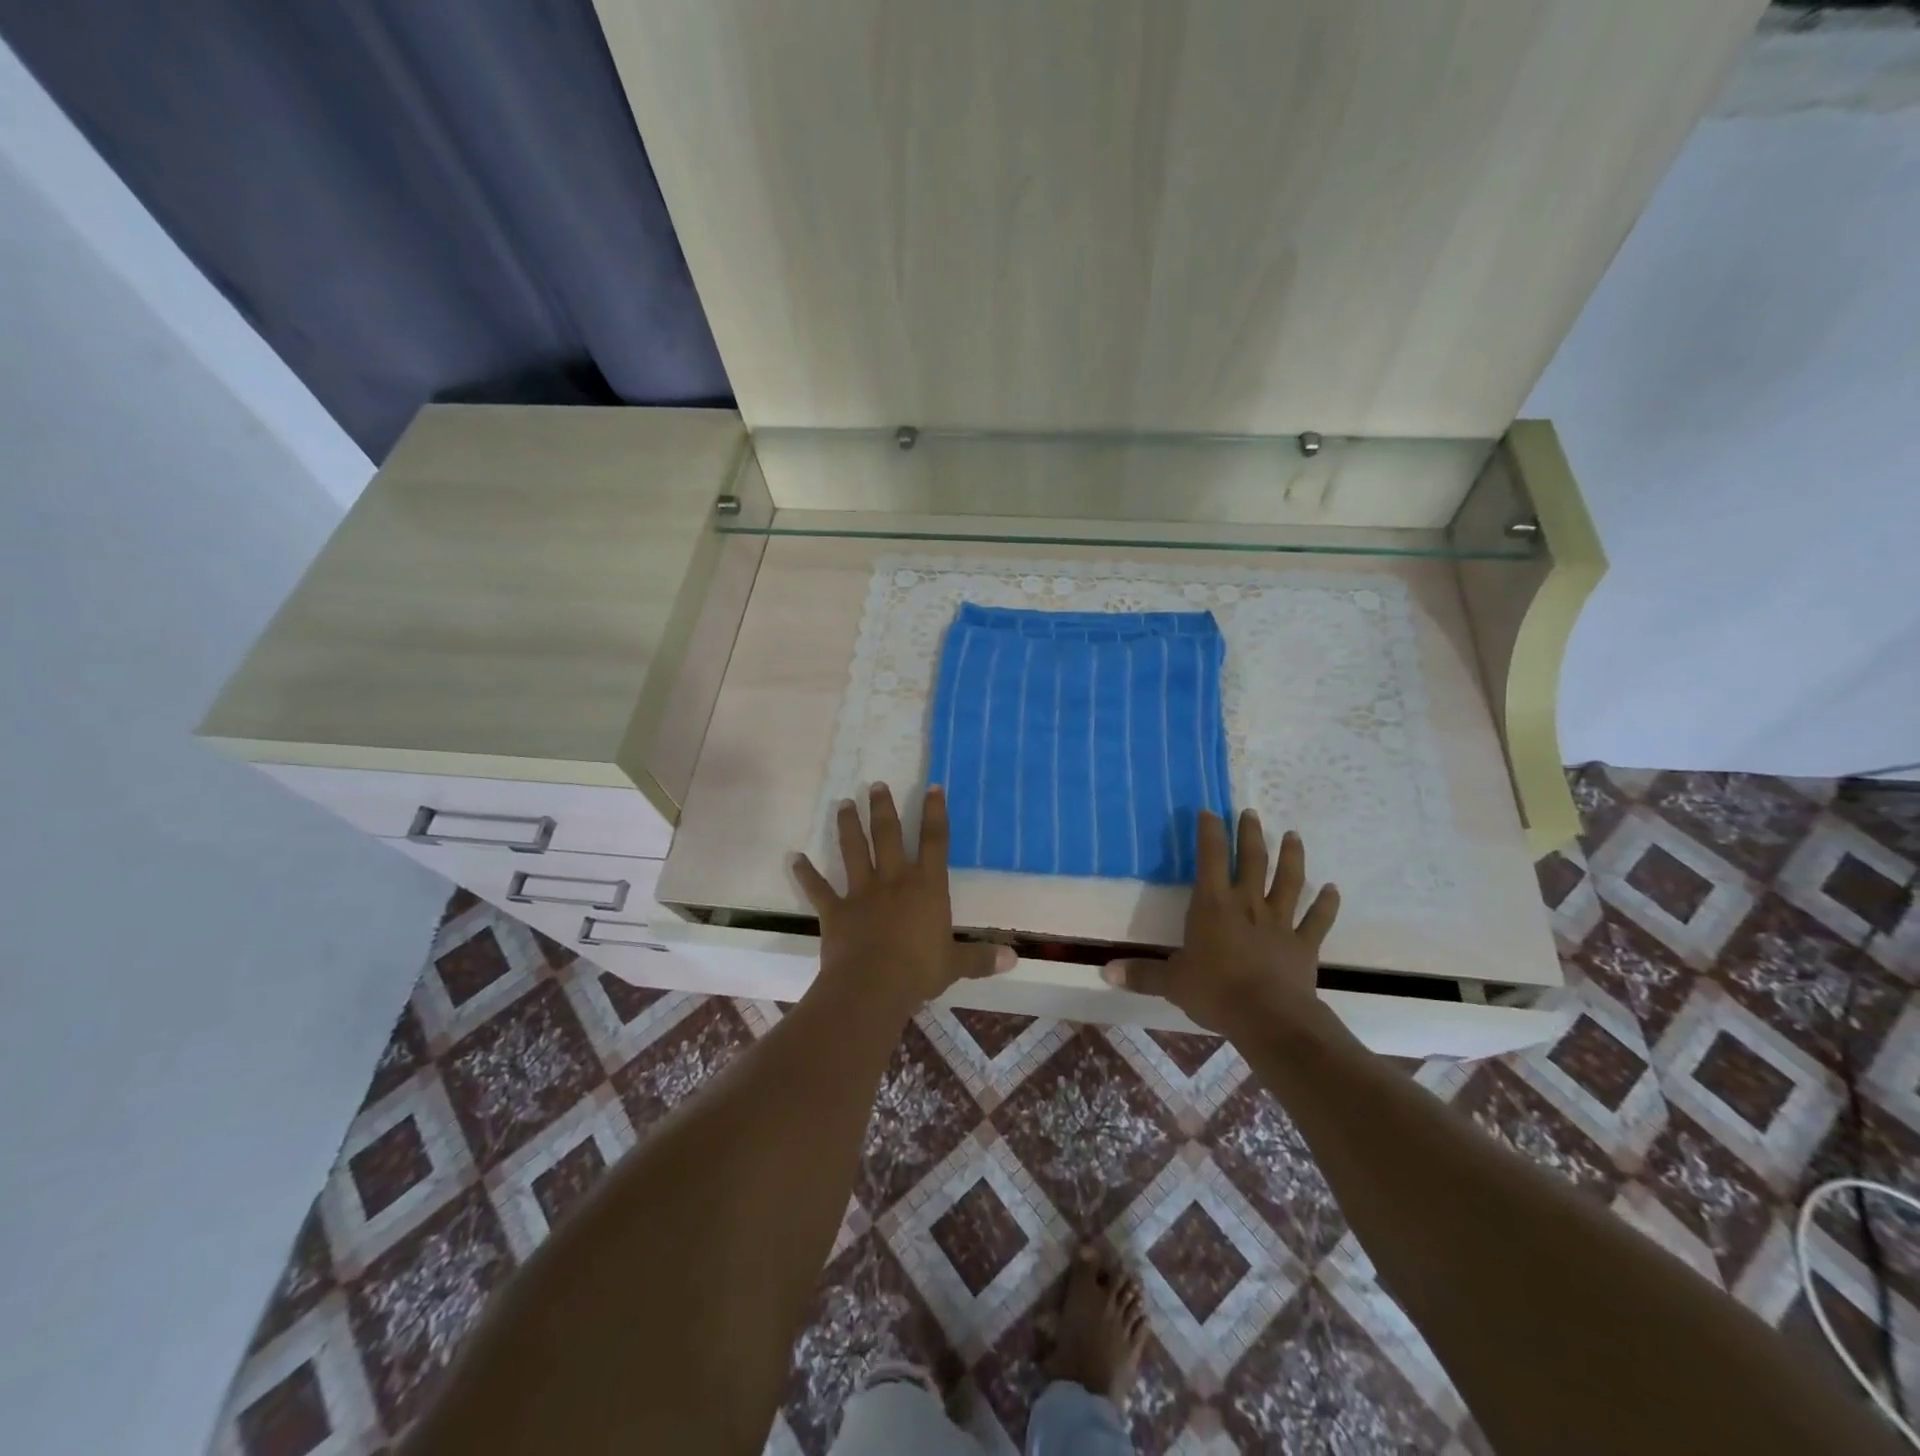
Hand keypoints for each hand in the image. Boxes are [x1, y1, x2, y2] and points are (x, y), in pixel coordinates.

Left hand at [794, 784, 1012, 1018]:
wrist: (873, 986)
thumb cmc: (919, 971)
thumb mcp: (956, 965)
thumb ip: (981, 958)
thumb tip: (1014, 959)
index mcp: (927, 888)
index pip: (935, 842)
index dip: (935, 813)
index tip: (932, 787)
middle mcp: (894, 881)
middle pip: (889, 836)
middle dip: (883, 808)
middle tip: (875, 784)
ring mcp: (862, 893)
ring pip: (854, 851)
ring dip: (849, 826)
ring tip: (843, 803)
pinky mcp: (835, 910)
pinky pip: (818, 888)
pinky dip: (806, 873)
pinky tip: (794, 858)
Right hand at [1102, 810, 1339, 1035]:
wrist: (1267, 1017)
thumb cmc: (1215, 992)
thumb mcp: (1171, 982)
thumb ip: (1141, 973)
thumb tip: (1106, 972)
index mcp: (1213, 905)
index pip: (1209, 858)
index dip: (1209, 832)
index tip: (1210, 811)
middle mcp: (1247, 904)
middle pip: (1251, 860)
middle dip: (1250, 834)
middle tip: (1251, 812)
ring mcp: (1279, 922)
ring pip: (1288, 882)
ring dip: (1291, 857)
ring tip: (1293, 835)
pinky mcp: (1303, 944)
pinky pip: (1317, 920)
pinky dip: (1327, 904)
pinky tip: (1333, 889)